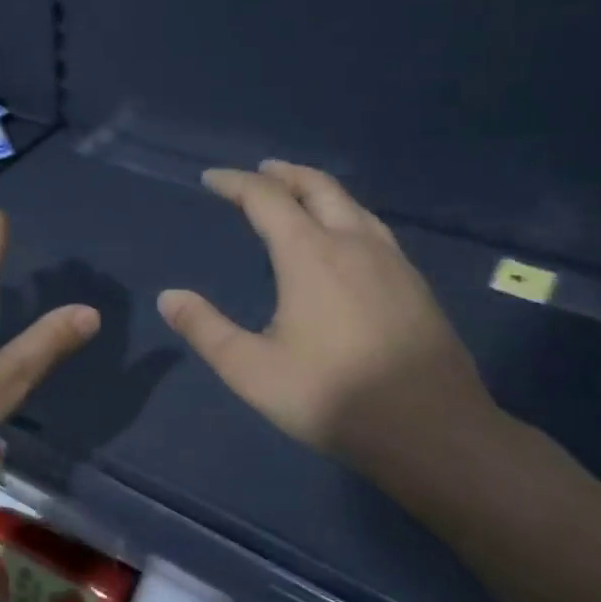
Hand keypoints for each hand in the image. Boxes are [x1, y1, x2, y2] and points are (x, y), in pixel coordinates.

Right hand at [158, 161, 494, 476]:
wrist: (432, 430)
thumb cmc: (332, 396)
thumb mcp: (251, 370)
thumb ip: (205, 329)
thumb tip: (168, 297)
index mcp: (309, 255)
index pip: (266, 199)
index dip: (235, 183)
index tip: (211, 179)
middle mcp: (353, 243)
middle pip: (317, 187)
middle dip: (283, 174)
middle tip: (259, 172)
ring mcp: (392, 261)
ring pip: (352, 205)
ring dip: (318, 190)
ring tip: (298, 196)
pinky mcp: (415, 284)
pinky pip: (373, 228)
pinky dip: (346, 215)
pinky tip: (344, 242)